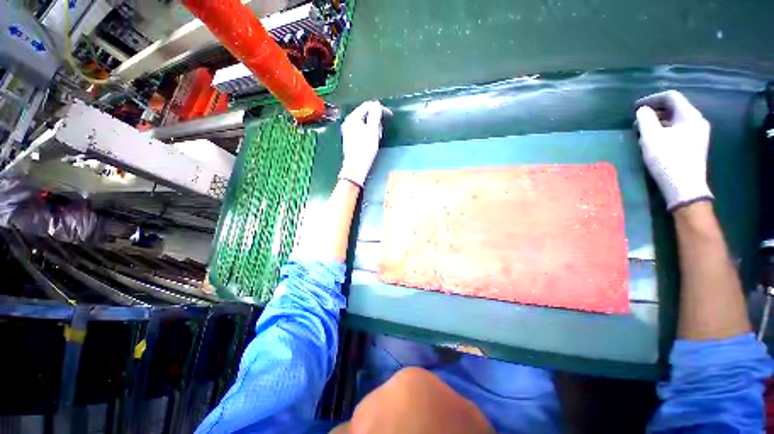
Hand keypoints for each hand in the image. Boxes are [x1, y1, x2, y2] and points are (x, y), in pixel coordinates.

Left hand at [339, 100, 390, 186]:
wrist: (355, 168)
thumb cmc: (365, 149)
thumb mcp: (372, 130)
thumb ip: (375, 115)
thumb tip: (377, 104)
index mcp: (352, 118)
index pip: (367, 106)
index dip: (380, 109)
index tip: (390, 116)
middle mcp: (348, 122)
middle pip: (366, 114)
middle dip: (376, 121)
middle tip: (380, 132)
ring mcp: (348, 131)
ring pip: (365, 124)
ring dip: (373, 128)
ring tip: (376, 139)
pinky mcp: (351, 139)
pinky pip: (362, 131)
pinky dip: (369, 134)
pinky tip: (371, 143)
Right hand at [635, 90, 712, 210]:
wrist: (684, 187)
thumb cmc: (667, 159)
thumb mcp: (651, 137)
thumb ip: (646, 119)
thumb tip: (642, 110)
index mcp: (690, 115)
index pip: (671, 97)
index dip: (652, 99)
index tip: (635, 107)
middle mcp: (697, 121)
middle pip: (675, 108)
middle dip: (654, 112)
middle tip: (637, 121)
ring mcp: (698, 135)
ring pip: (676, 120)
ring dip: (658, 122)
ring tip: (642, 132)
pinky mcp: (694, 146)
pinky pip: (679, 131)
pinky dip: (665, 131)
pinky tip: (654, 141)